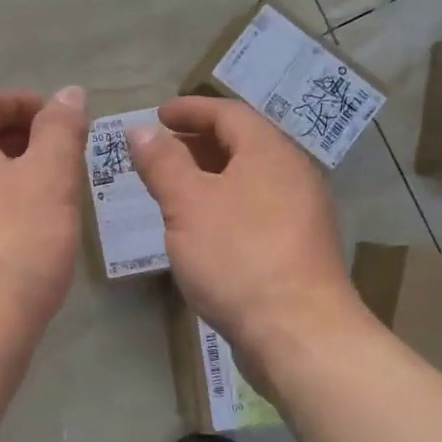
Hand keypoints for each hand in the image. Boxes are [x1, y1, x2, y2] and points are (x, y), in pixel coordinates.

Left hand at [0, 87, 87, 354]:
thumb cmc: (13, 246)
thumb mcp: (50, 179)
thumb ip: (60, 130)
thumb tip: (67, 93)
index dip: (21, 102)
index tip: (60, 122)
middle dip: (22, 142)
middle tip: (64, 162)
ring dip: (14, 180)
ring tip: (54, 202)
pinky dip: (1, 212)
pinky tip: (30, 241)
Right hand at [128, 96, 369, 372]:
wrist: (297, 332)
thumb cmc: (237, 256)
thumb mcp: (187, 204)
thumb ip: (162, 163)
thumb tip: (141, 129)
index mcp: (269, 153)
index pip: (228, 113)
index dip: (190, 109)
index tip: (158, 114)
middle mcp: (292, 174)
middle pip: (243, 143)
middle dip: (198, 141)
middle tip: (160, 150)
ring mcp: (300, 213)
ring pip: (249, 178)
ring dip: (210, 174)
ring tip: (174, 187)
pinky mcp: (297, 247)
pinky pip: (255, 208)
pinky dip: (224, 203)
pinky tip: (202, 227)